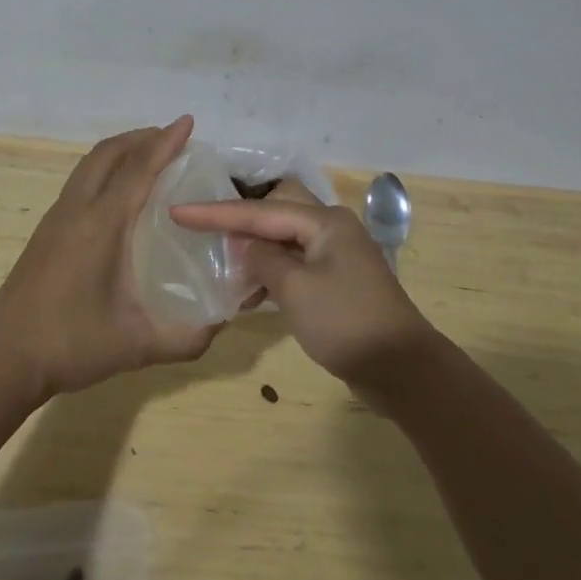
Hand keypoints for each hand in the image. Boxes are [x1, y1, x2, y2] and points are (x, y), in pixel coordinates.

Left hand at [0, 115, 221, 402]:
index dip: (165, 143)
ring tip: (149, 155)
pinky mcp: (47, 230)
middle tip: (173, 137)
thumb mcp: (139, 345)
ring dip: (121, 150)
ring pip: (90, 164)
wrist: (4, 358)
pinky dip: (105, 168)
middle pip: (108, 153)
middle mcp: (78, 209)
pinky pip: (80, 180)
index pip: (138, 169)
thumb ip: (188, 337)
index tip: (187, 122)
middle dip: (142, 137)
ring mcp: (57, 217)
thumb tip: (224, 322)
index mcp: (102, 225)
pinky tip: (118, 192)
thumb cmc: (72, 345)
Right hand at [169, 191, 434, 392]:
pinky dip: (272, 272)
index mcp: (324, 222)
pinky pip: (296, 263)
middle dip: (238, 221)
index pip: (259, 212)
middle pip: (274, 214)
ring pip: (284, 240)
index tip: (178, 211)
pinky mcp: (338, 279)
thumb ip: (263, 260)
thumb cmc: (345, 323)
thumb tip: (247, 248)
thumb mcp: (295, 290)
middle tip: (202, 227)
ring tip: (222, 264)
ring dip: (255, 251)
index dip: (215, 213)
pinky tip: (251, 291)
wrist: (402, 369)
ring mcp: (337, 254)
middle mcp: (331, 228)